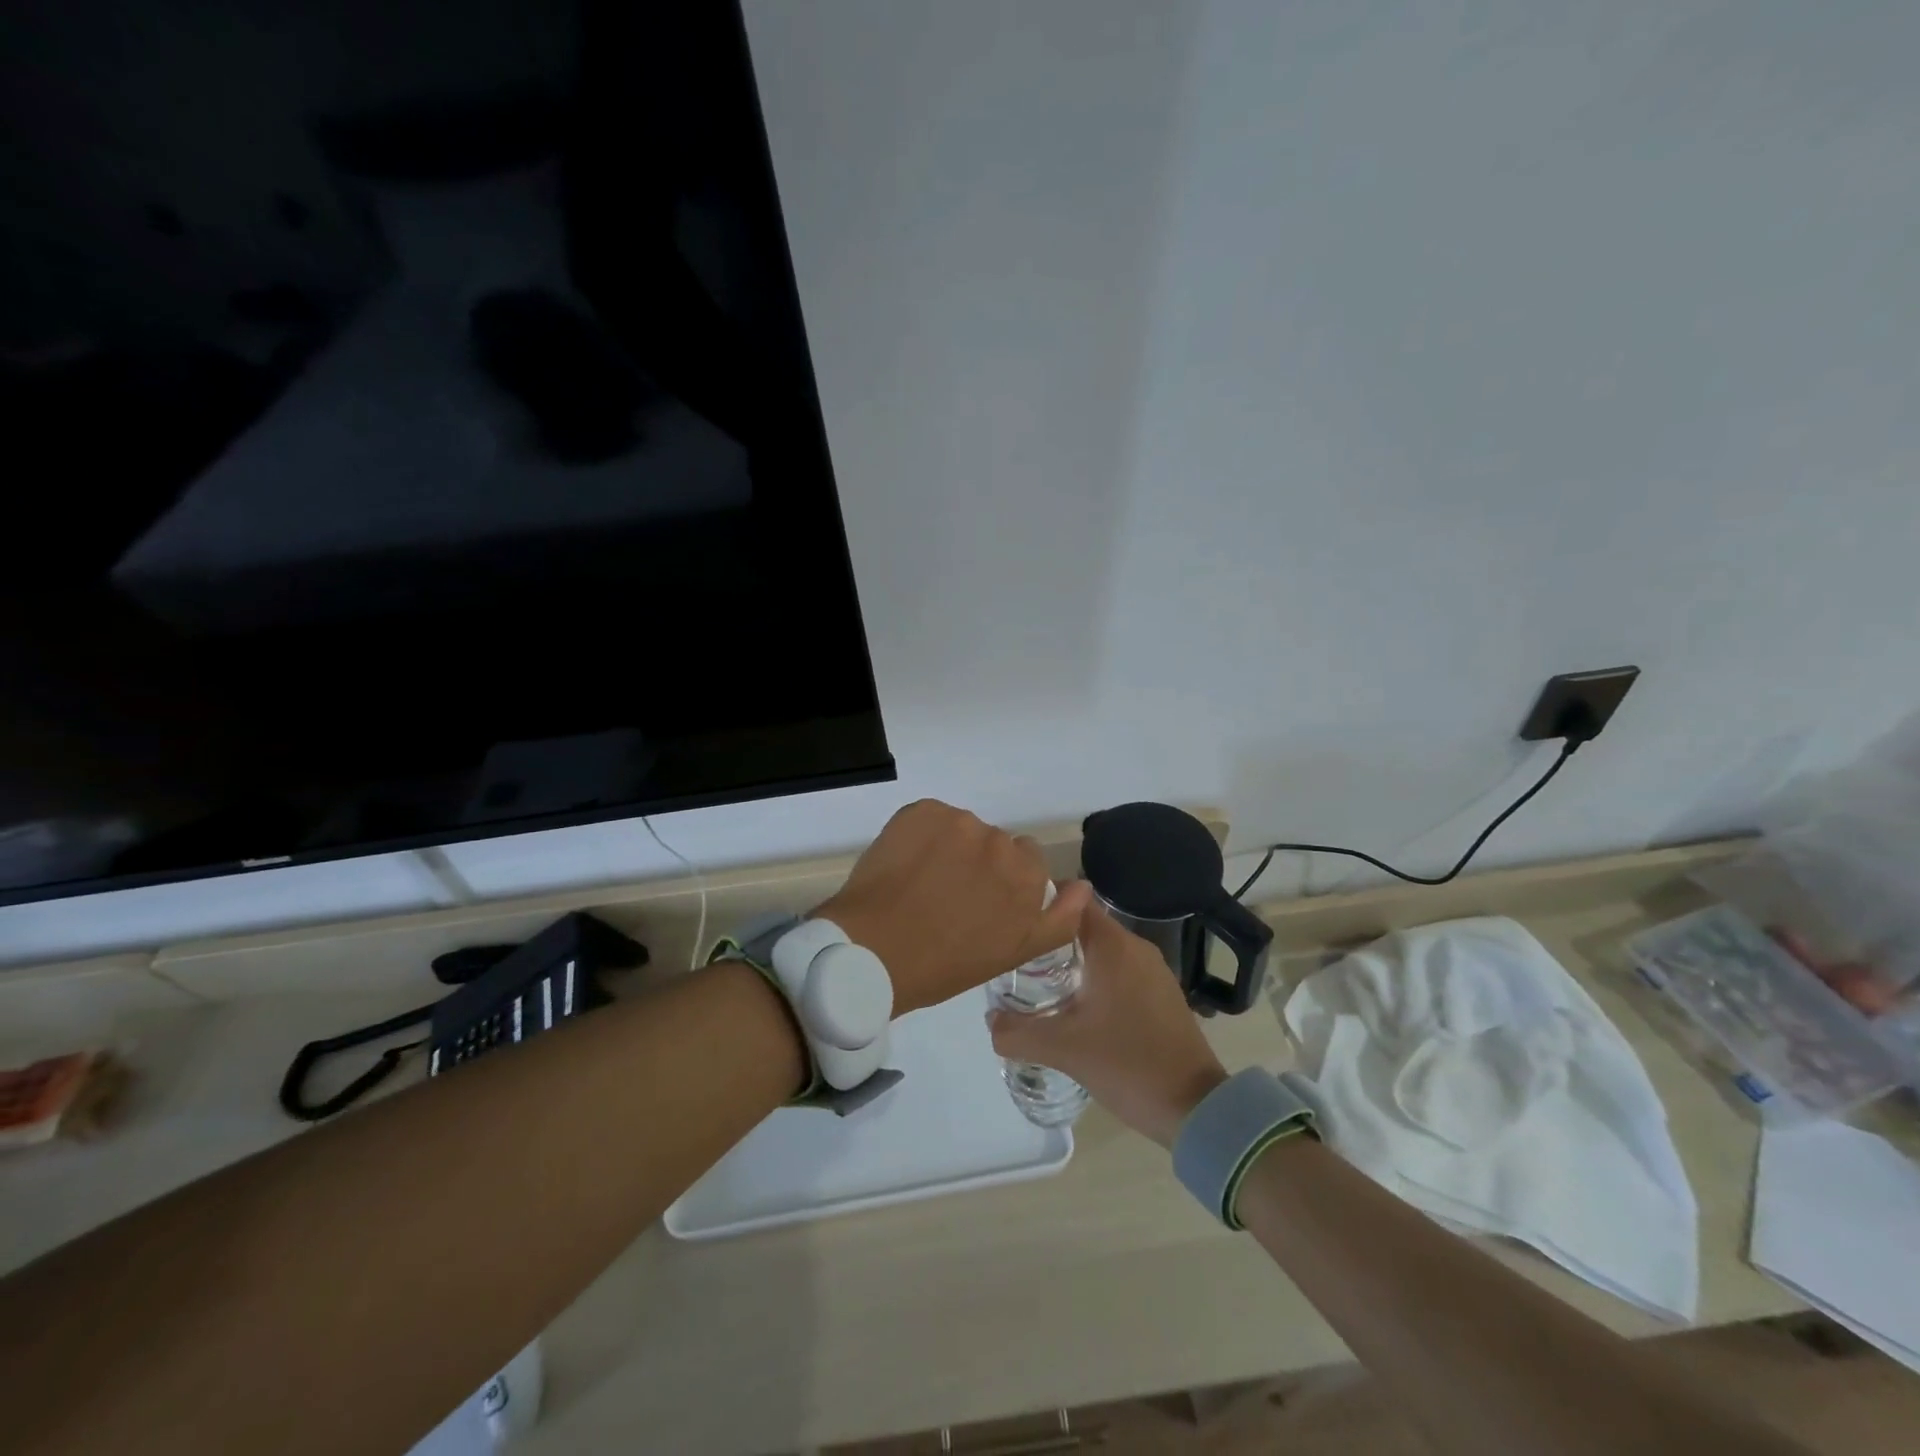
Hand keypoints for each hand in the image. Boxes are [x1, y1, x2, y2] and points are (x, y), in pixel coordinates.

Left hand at [816, 800, 1092, 1014]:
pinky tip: (905, 865)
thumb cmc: (944, 964)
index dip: (1003, 882)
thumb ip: (1058, 919)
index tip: (980, 903)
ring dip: (950, 847)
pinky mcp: (922, 810)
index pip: (1027, 861)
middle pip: (995, 844)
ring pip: (962, 829)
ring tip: (922, 883)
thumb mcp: (1012, 953)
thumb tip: (1083, 886)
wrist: (873, 951)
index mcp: (1026, 875)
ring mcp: (958, 821)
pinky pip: (931, 818)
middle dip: (979, 863)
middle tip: (949, 896)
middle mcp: (999, 841)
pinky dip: (921, 835)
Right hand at [989, 899, 1225, 1146]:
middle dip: (1050, 935)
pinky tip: (1075, 1007)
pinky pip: (1119, 971)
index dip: (1041, 902)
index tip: (1013, 919)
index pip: (1071, 899)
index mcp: (1113, 946)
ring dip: (1071, 959)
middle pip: (1083, 924)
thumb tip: (990, 1019)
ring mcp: (1153, 970)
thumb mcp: (1063, 1049)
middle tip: (1016, 956)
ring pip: (1101, 950)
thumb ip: (1017, 1032)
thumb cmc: (1127, 1064)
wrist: (1196, 1108)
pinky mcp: (1161, 994)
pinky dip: (1094, 978)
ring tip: (1037, 982)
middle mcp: (1135, 947)